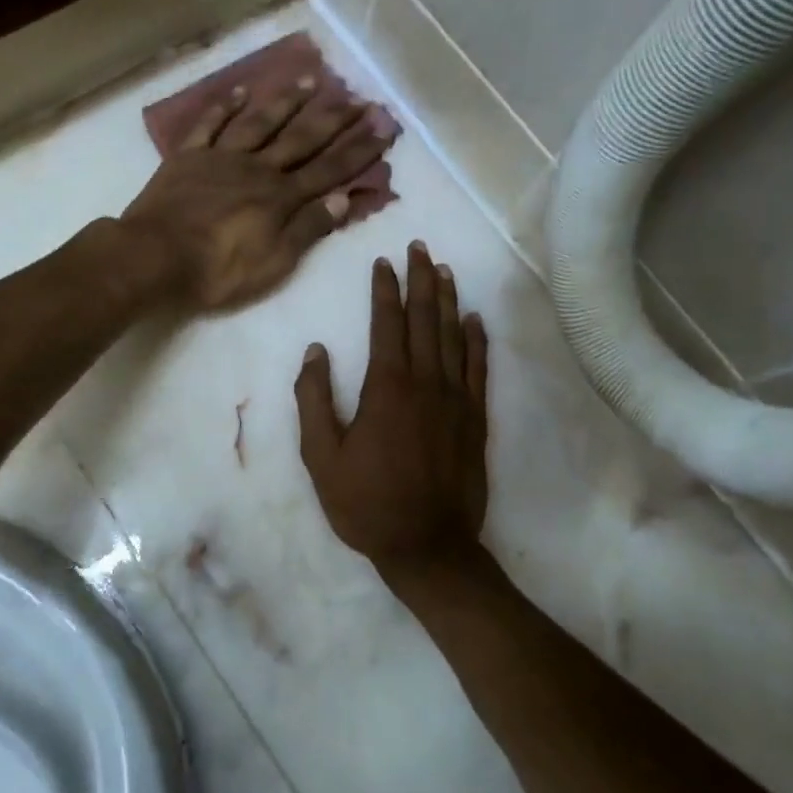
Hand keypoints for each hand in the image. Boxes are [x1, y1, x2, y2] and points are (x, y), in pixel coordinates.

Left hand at [119, 78, 398, 311]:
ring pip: (261, 123)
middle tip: (359, 97)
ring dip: (287, 102)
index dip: (359, 149)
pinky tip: (240, 91)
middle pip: (302, 140)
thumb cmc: (218, 270)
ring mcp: (222, 159)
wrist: (155, 257)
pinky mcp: (188, 158)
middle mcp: (258, 169)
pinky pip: (209, 125)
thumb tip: (345, 198)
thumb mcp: (274, 261)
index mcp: (281, 198)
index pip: (329, 170)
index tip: (383, 125)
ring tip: (311, 80)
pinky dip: (224, 107)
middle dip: (334, 120)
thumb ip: (308, 229)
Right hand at [295, 243, 489, 575]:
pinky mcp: (475, 418)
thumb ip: (314, 400)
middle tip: (419, 248)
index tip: (384, 262)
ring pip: (453, 336)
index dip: (385, 289)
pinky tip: (475, 319)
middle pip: (424, 318)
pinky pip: (479, 368)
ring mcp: (456, 399)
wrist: (428, 545)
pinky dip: (477, 340)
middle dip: (420, 279)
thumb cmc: (366, 503)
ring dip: (448, 300)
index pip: (387, 323)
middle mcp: (426, 382)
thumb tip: (316, 351)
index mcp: (386, 387)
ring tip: (444, 270)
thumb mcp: (321, 457)